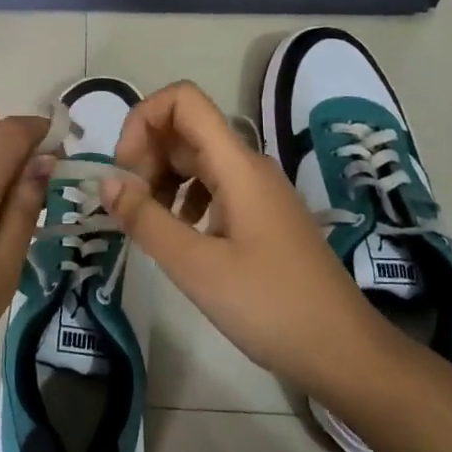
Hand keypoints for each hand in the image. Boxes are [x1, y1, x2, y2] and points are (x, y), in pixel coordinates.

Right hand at [102, 81, 387, 399]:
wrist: (345, 353)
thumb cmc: (271, 306)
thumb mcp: (197, 267)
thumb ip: (146, 220)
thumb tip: (106, 182)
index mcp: (237, 164)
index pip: (183, 99)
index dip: (143, 119)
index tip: (125, 170)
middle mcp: (248, 165)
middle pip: (186, 128)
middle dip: (147, 154)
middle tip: (130, 205)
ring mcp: (257, 190)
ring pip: (197, 159)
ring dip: (162, 178)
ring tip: (149, 224)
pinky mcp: (261, 215)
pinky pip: (213, 186)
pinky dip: (184, 199)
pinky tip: (179, 236)